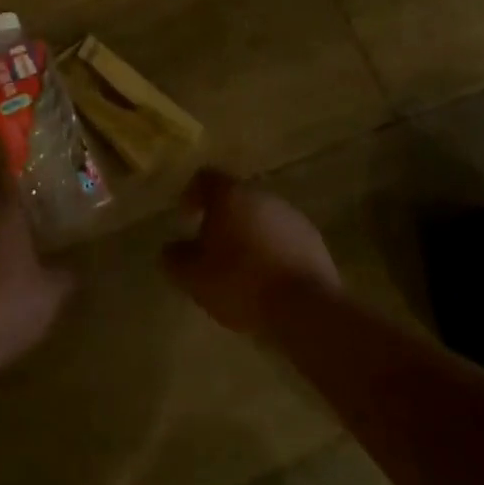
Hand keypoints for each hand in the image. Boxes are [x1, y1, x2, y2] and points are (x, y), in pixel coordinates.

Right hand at [163, 169, 341, 333]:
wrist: (305, 307)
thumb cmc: (241, 282)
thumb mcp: (194, 277)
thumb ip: (175, 259)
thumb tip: (169, 249)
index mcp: (230, 195)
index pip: (205, 177)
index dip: (192, 194)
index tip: (186, 217)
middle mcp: (262, 196)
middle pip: (236, 197)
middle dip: (222, 218)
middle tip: (211, 247)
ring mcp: (292, 216)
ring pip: (262, 217)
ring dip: (249, 234)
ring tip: (241, 267)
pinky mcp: (314, 240)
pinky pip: (284, 237)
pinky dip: (272, 250)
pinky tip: (268, 278)